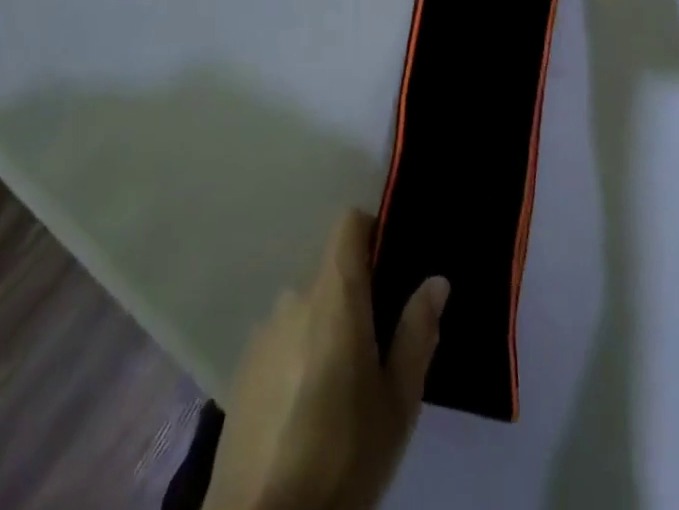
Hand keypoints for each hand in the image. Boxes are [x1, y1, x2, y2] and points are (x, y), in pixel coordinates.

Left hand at [205, 211, 447, 509]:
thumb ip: (417, 332)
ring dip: (325, 329)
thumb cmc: (343, 455)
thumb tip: (436, 279)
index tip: (391, 263)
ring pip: (306, 309)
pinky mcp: (242, 366)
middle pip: (330, 273)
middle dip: (355, 297)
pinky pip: (282, 339)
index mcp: (334, 293)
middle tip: (376, 346)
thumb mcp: (397, 402)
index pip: (349, 223)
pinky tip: (306, 406)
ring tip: (341, 385)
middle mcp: (294, 296)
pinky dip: (298, 355)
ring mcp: (263, 330)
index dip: (372, 231)